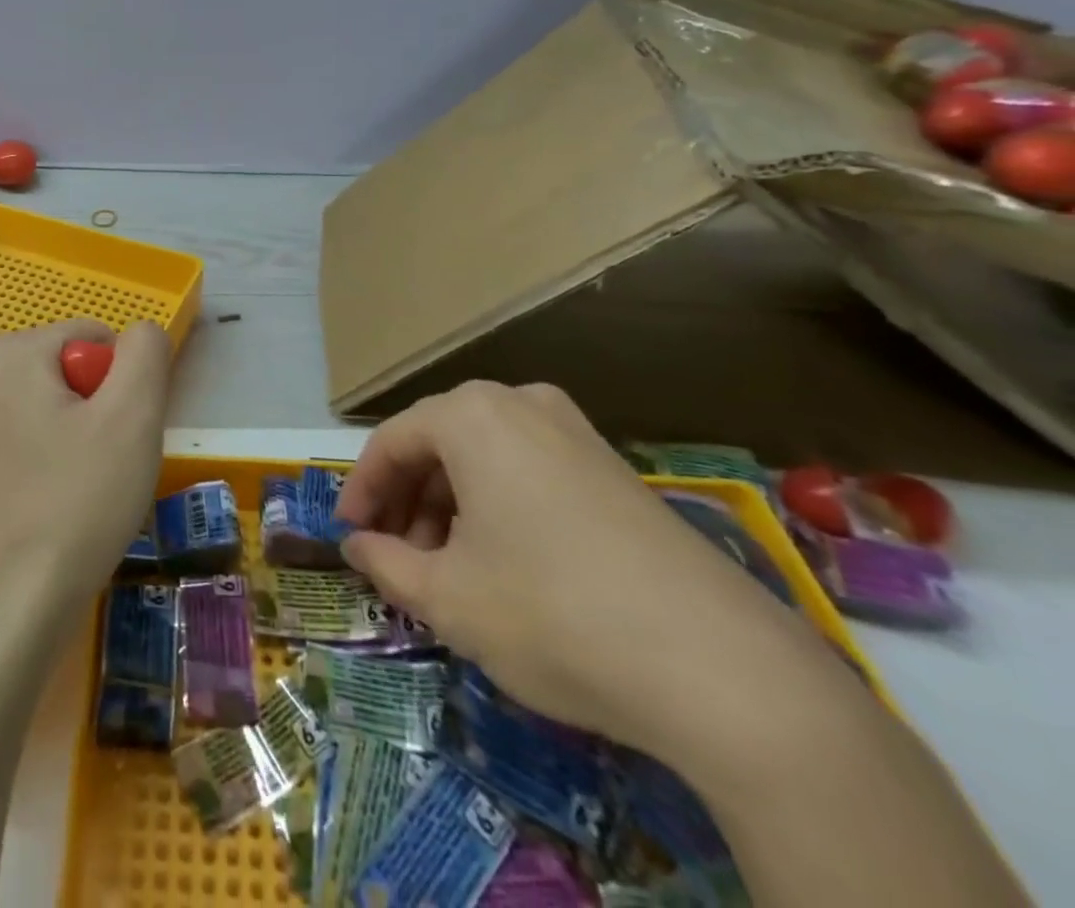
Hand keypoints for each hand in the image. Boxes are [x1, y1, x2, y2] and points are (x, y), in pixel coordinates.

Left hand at [0, 320, 171, 639]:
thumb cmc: (71, 505)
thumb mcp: (132, 416)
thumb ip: (146, 353)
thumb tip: (139, 333)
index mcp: (13, 353)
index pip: (96, 339)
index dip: (125, 387)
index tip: (123, 440)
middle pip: (73, 377)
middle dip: (103, 417)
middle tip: (108, 472)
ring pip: (55, 418)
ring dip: (83, 450)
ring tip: (82, 502)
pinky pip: (29, 453)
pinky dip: (53, 477)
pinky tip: (55, 522)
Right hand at [337, 381, 827, 756]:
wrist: (725, 671)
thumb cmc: (552, 614)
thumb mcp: (447, 598)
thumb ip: (385, 564)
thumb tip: (357, 546)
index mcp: (471, 415)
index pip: (391, 443)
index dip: (361, 491)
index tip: (349, 536)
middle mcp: (521, 404)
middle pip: (438, 444)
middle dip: (409, 500)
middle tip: (397, 556)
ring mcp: (576, 433)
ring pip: (484, 458)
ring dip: (451, 506)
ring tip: (447, 567)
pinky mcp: (616, 470)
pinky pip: (529, 471)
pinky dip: (498, 507)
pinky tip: (505, 563)